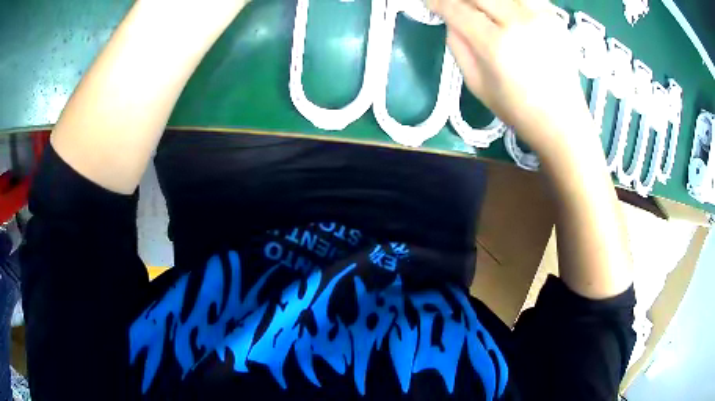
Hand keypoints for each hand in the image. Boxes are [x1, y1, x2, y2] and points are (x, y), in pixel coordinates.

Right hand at [428, 0, 593, 155]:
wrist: (562, 120)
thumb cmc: (518, 110)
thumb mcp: (476, 85)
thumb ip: (458, 47)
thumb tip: (451, 21)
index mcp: (496, 44)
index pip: (457, 9)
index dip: (438, 3)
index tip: (430, 3)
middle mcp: (519, 22)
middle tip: (454, 5)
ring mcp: (541, 16)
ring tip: (481, 9)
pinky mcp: (554, 17)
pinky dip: (510, 0)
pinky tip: (505, 9)